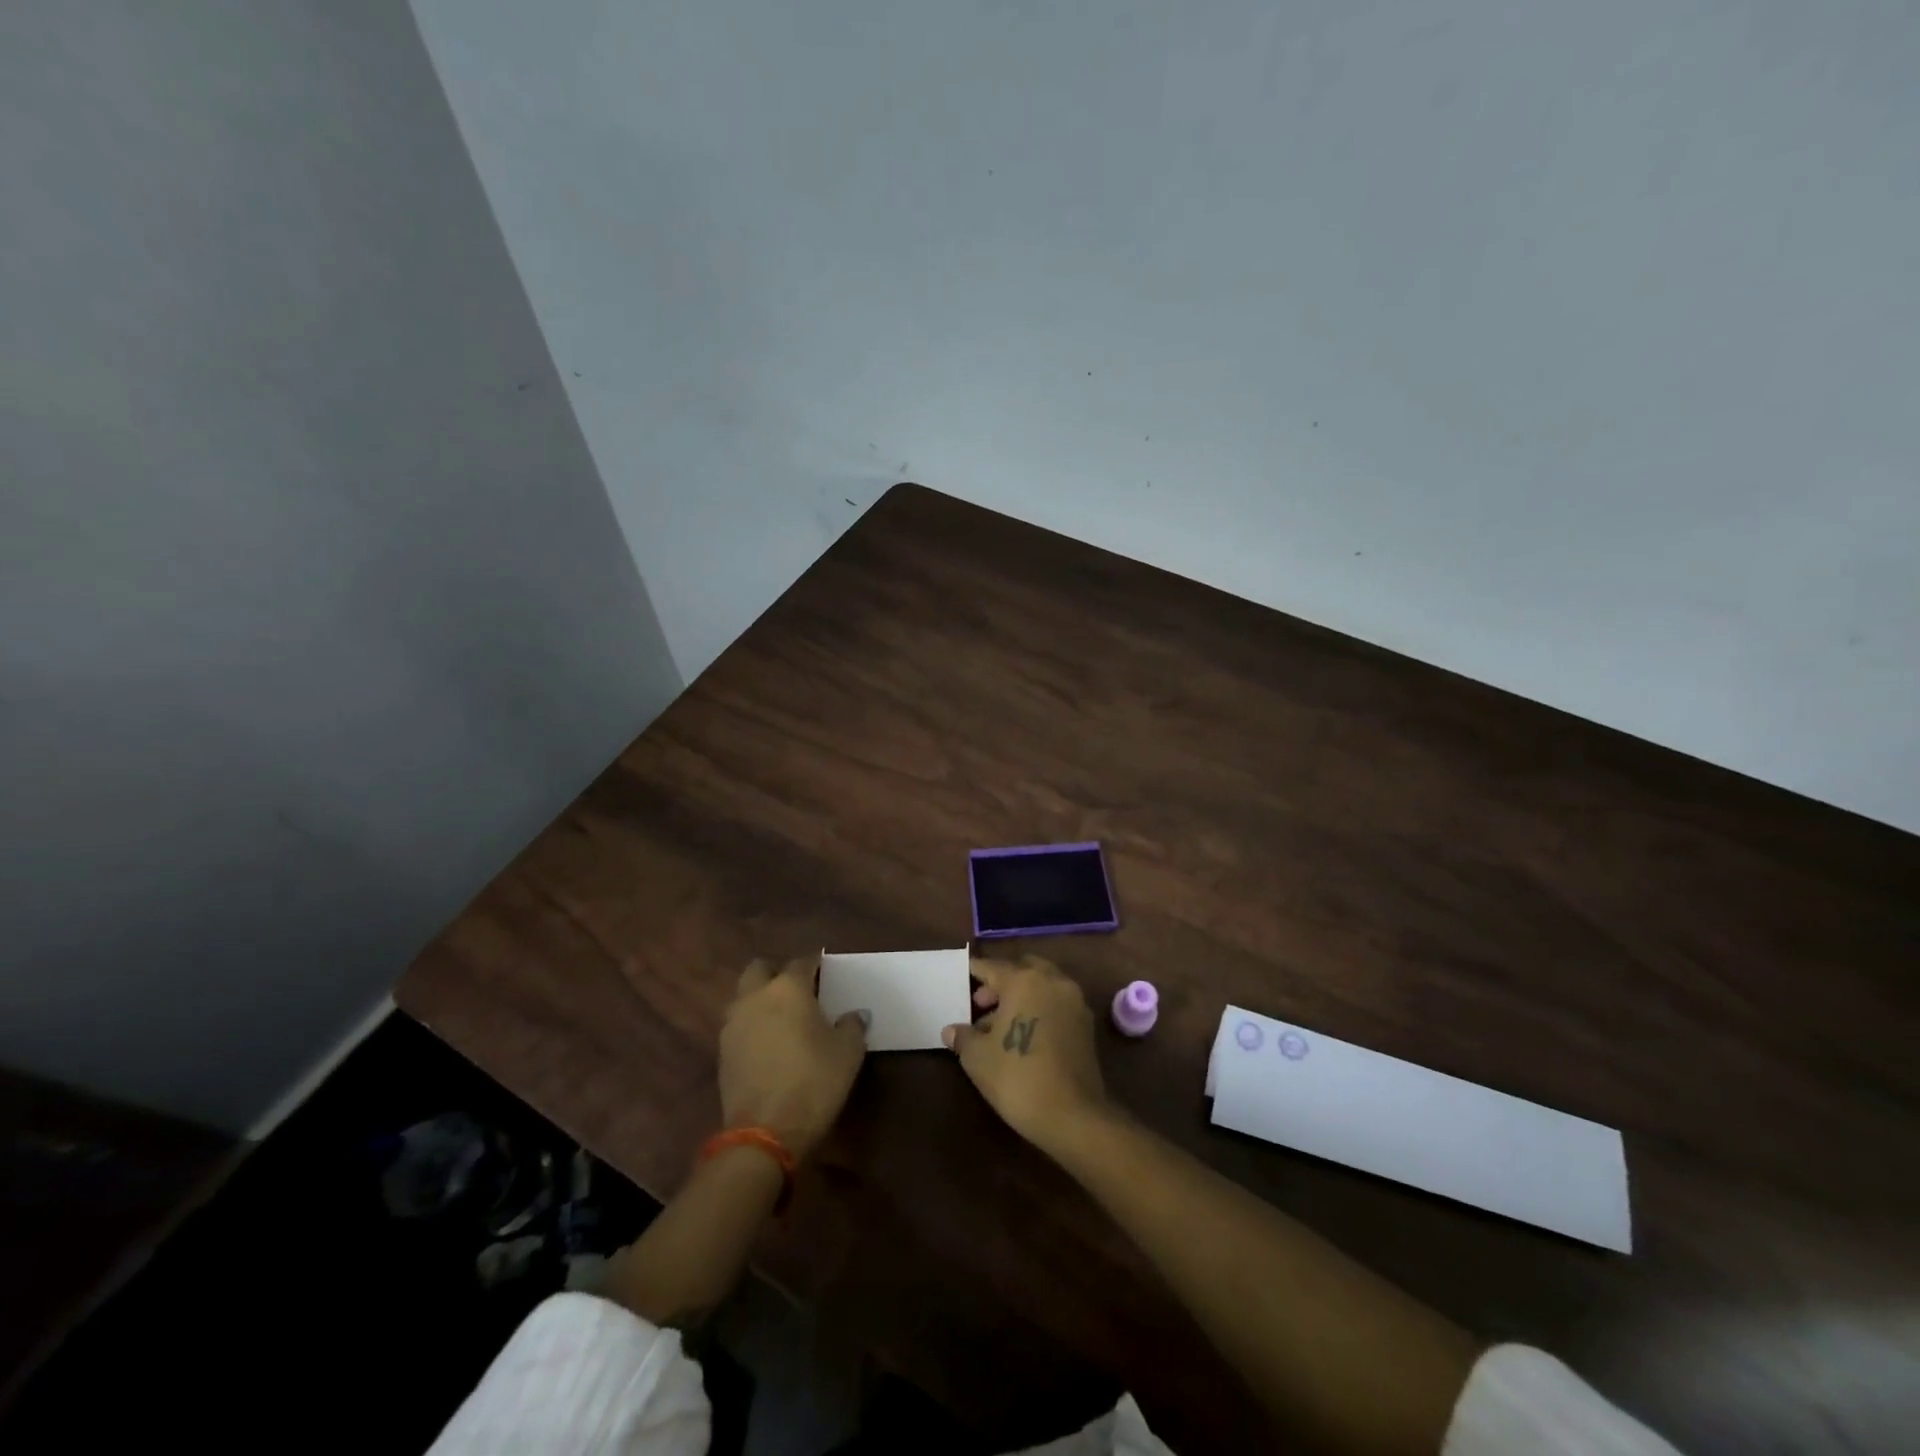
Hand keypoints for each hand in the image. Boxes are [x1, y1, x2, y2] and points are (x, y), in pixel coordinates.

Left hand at [720, 955, 867, 1160]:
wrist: (765, 1132)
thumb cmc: (813, 1081)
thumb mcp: (848, 1052)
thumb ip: (852, 1025)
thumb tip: (854, 1015)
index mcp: (788, 988)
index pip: (802, 962)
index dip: (816, 965)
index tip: (826, 973)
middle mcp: (755, 997)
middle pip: (760, 969)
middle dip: (776, 973)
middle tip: (798, 990)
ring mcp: (733, 1025)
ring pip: (744, 997)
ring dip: (760, 1000)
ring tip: (782, 1018)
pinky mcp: (723, 1053)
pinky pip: (738, 1026)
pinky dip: (752, 1026)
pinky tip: (769, 1045)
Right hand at [943, 954, 1110, 1154]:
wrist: (1073, 1116)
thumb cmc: (1018, 1078)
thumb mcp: (978, 1058)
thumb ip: (963, 1037)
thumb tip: (951, 1030)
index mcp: (1024, 981)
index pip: (993, 967)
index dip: (975, 971)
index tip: (963, 975)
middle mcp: (1053, 981)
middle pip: (1022, 970)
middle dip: (1001, 982)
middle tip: (981, 1005)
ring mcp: (1074, 1001)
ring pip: (1042, 985)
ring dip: (1022, 996)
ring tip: (999, 1024)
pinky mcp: (1086, 1024)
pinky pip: (1057, 1004)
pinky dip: (1040, 1009)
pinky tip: (1024, 1035)